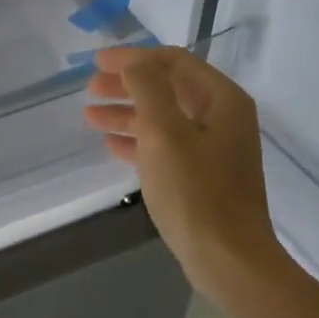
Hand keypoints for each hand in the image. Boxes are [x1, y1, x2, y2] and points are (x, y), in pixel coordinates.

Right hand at [83, 47, 284, 302]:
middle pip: (169, 89)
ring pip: (164, 120)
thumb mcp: (165, 134)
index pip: (174, 62)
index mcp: (222, 100)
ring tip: (91, 117)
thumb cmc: (195, 192)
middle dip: (128, 86)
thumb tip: (134, 62)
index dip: (133, 58)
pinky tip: (112, 146)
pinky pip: (167, 149)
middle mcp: (223, 119)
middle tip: (90, 89)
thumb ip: (148, 89)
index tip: (96, 62)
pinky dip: (140, 142)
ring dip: (128, 114)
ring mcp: (215, 150)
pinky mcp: (204, 178)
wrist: (228, 258)